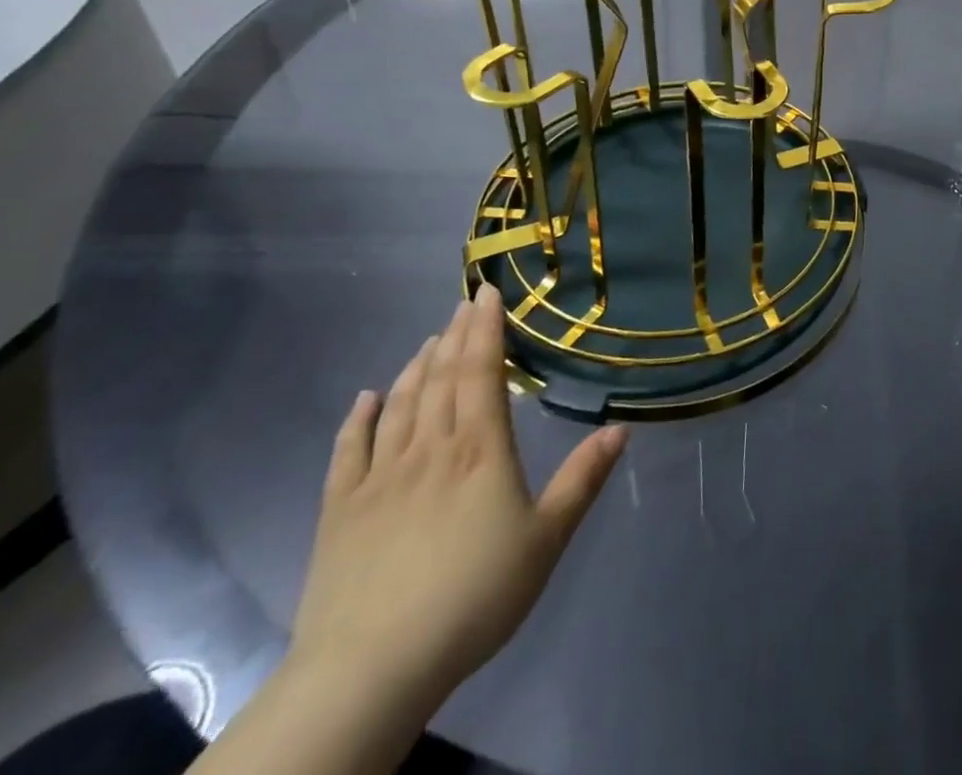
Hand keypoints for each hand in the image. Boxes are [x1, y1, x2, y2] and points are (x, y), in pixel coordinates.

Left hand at [288, 285, 625, 714]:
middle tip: (463, 304)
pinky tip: (366, 398)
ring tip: (428, 340)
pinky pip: (349, 450)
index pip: (481, 372)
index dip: (485, 329)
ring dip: (416, 367)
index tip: (487, 293)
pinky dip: (358, 418)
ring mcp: (379, 477)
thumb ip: (582, 479)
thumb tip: (621, 427)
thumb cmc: (473, 597)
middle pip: (441, 378)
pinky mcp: (340, 510)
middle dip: (454, 336)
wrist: (370, 669)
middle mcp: (429, 449)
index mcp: (479, 450)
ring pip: (399, 404)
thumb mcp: (546, 539)